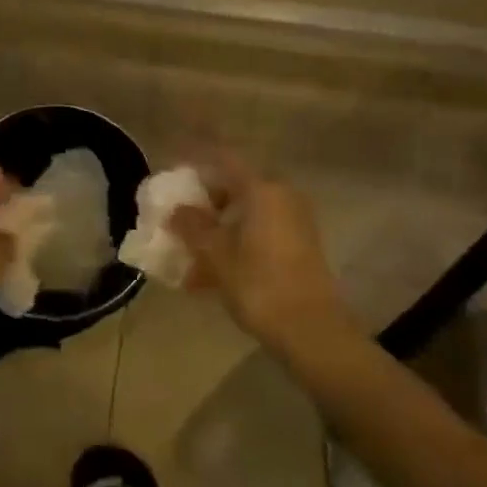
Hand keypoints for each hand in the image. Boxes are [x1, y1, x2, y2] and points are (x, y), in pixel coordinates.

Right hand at [170, 156, 351, 350]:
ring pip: (246, 213)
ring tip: (189, 253)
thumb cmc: (260, 285)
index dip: (197, 156)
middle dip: (205, 199)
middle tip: (179, 214)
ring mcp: (294, 221)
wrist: (312, 330)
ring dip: (217, 227)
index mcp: (262, 189)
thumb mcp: (217, 255)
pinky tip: (208, 275)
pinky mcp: (299, 245)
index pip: (224, 158)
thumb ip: (193, 227)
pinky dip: (234, 243)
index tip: (174, 163)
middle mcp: (282, 196)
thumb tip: (177, 210)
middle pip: (235, 185)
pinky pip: (258, 232)